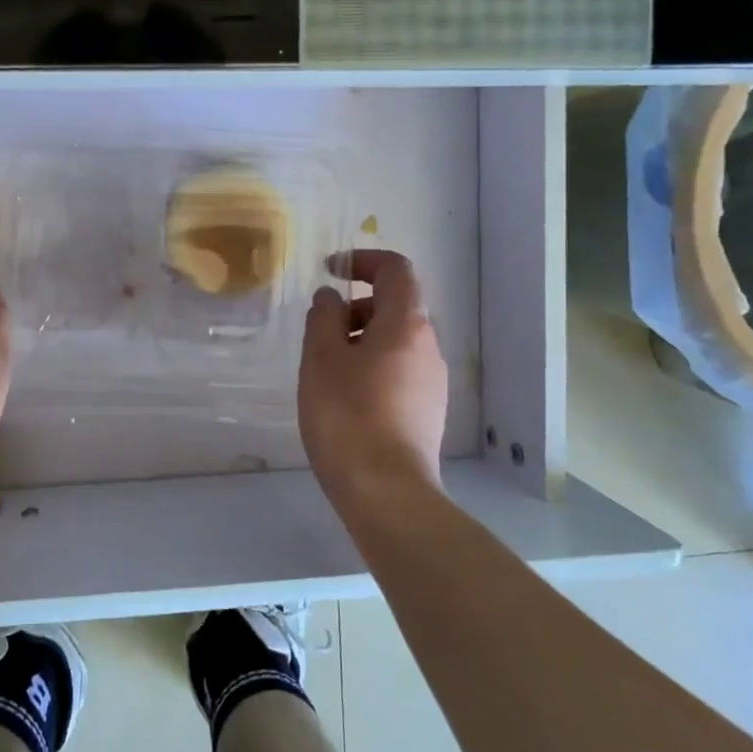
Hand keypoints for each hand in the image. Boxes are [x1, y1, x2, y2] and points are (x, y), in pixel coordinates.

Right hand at [298, 249, 448, 501]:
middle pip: (396, 305)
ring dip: (361, 339)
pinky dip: (371, 366)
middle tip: (320, 332)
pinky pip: (398, 370)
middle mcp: (428, 346)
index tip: (330, 271)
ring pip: (396, 341)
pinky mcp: (428, 411)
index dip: (362, 260)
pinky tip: (344, 398)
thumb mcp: (321, 358)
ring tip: (325, 369)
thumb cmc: (347, 415)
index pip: (396, 269)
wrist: (386, 491)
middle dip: (356, 306)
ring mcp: (432, 381)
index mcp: (407, 324)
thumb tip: (330, 297)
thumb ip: (323, 317)